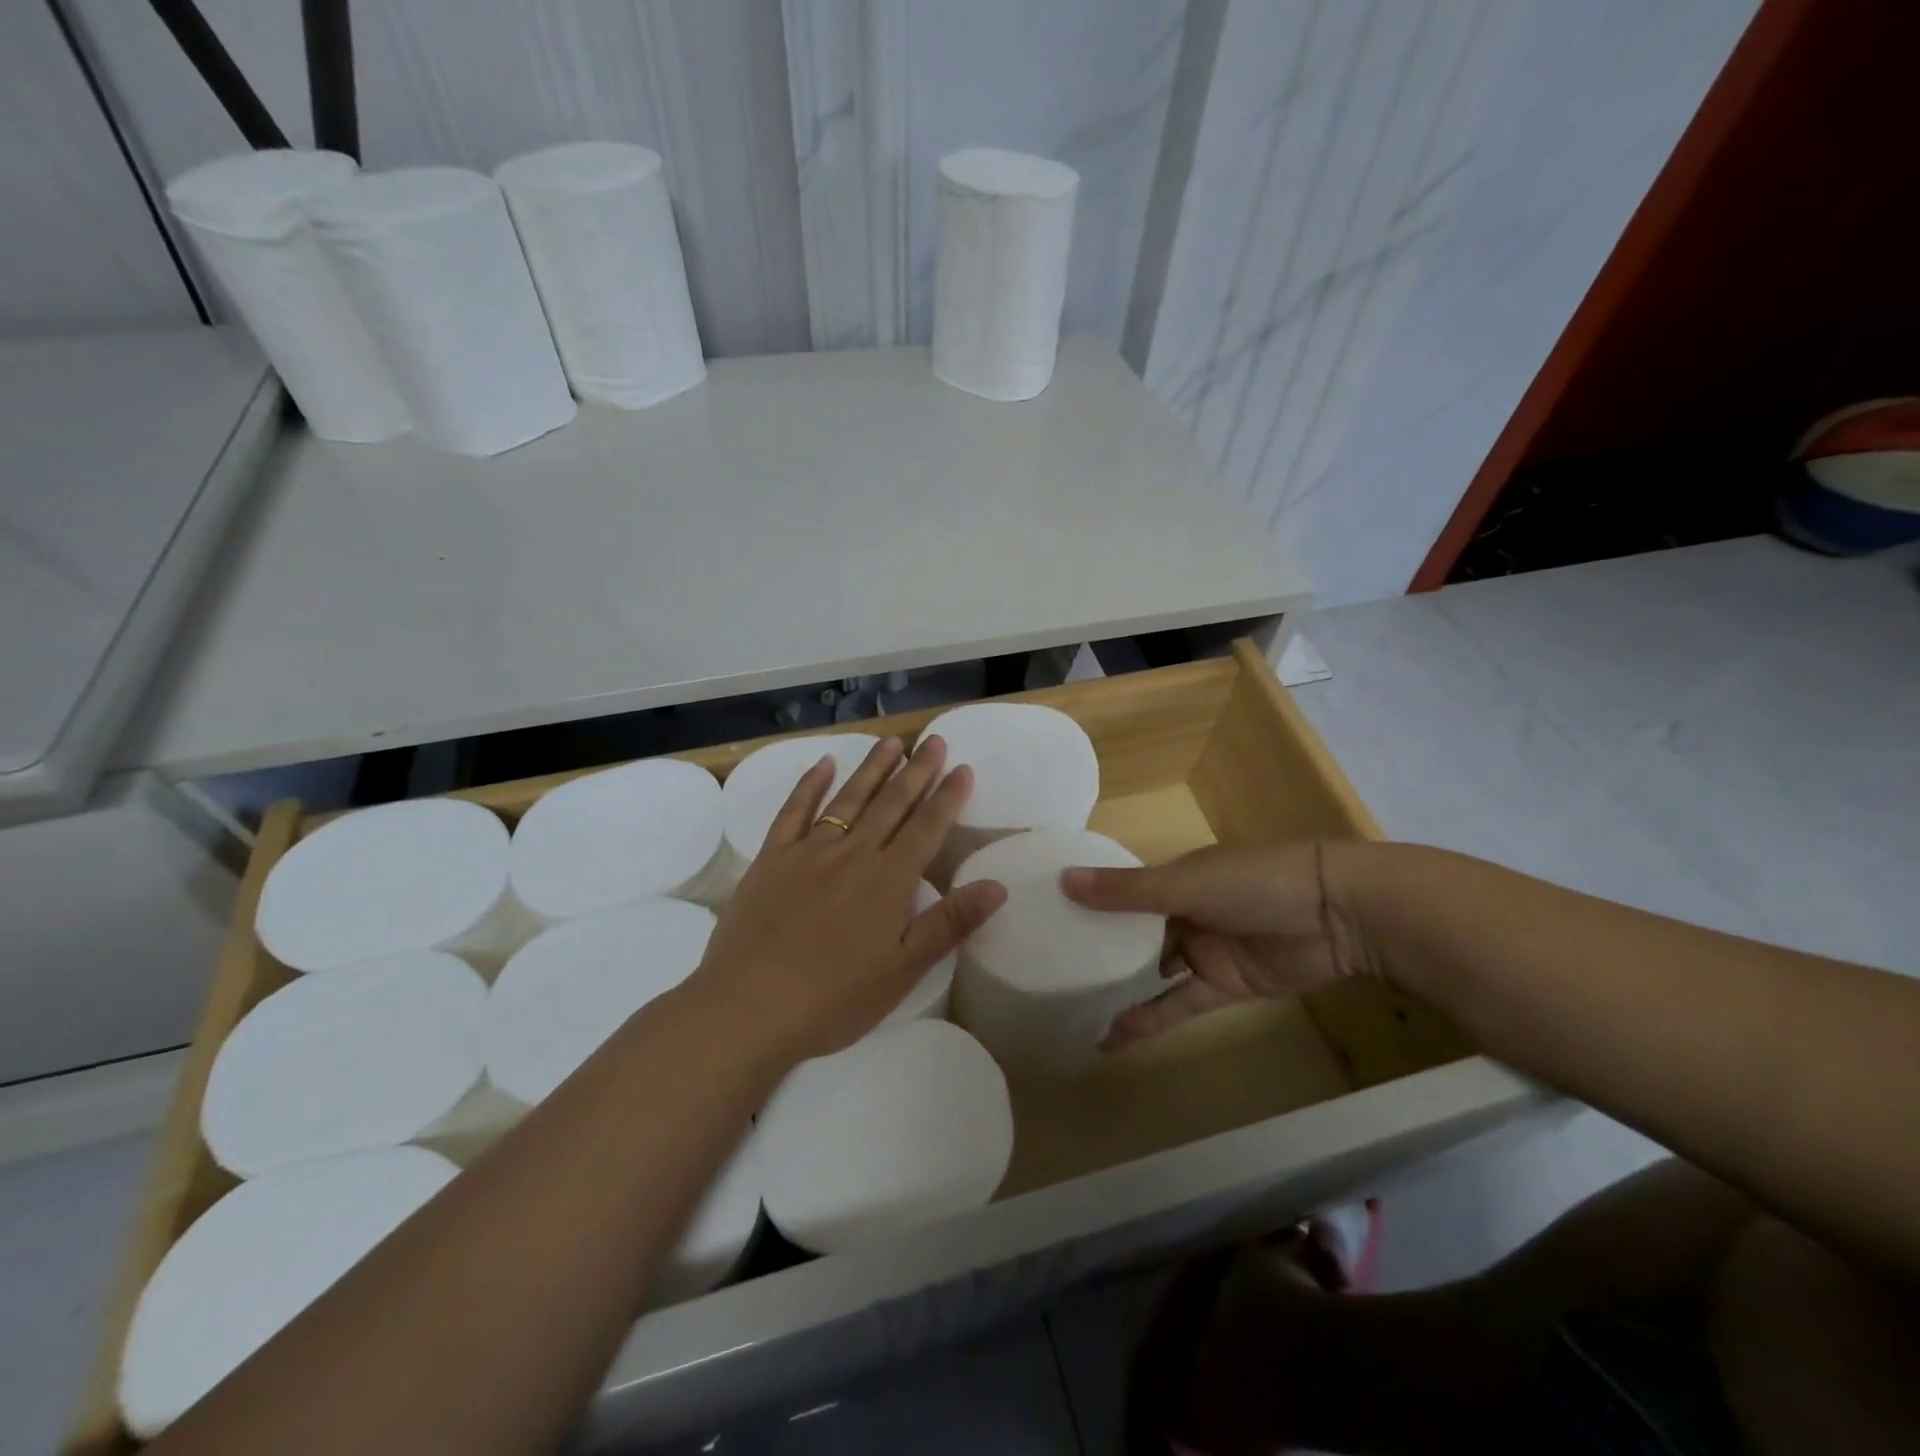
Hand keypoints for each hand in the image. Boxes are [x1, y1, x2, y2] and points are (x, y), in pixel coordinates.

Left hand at [692, 734, 1006, 1062]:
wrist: (750, 1006)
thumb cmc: (835, 997)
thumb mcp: (904, 969)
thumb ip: (950, 923)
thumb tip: (998, 885)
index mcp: (889, 880)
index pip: (927, 828)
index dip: (948, 797)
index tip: (963, 768)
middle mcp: (854, 854)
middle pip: (892, 803)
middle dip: (917, 770)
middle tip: (934, 740)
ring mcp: (809, 852)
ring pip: (849, 799)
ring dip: (872, 768)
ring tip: (892, 742)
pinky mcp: (772, 858)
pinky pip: (794, 811)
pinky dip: (810, 784)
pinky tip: (824, 764)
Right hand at [1061, 841, 1373, 1046]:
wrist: (1338, 913)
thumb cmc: (1255, 883)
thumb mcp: (1185, 884)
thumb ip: (1127, 891)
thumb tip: (1063, 881)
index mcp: (1173, 879)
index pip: (1120, 892)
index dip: (1087, 904)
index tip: (1043, 919)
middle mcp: (1182, 912)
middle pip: (1132, 934)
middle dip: (1098, 950)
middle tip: (1049, 971)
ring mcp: (1204, 951)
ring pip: (1152, 971)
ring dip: (1120, 988)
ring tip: (1073, 1008)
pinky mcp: (1225, 986)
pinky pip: (1179, 1003)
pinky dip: (1151, 1018)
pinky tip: (1115, 1033)